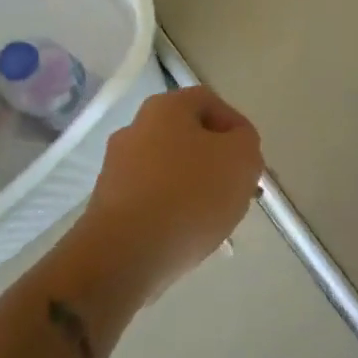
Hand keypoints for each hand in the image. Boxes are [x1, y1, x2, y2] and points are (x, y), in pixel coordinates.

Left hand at [80, 86, 263, 295]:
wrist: (125, 254)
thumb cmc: (190, 194)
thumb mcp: (242, 159)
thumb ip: (246, 142)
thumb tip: (233, 146)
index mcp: (166, 107)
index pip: (210, 102)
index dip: (236, 127)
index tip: (250, 160)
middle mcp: (135, 128)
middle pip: (187, 137)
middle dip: (215, 162)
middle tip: (236, 189)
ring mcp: (116, 167)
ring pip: (169, 170)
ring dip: (194, 188)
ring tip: (214, 220)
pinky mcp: (107, 205)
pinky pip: (151, 200)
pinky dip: (171, 212)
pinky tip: (185, 237)